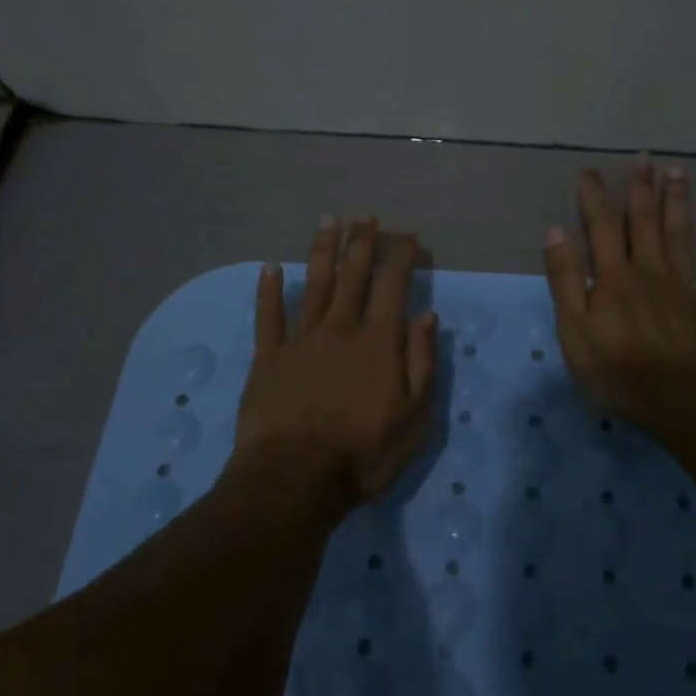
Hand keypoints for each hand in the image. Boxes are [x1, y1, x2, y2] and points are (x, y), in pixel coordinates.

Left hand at [231, 216, 439, 512]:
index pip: (393, 284)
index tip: (408, 235)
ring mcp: (300, 340)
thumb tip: (426, 315)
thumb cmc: (364, 452)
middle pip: (352, 274)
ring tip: (328, 221)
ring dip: (322, 250)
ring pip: (314, 284)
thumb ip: (421, 361)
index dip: (402, 255)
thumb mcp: (415, 415)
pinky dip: (269, 290)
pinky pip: (268, 317)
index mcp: (378, 340)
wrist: (295, 479)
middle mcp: (340, 328)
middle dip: (361, 242)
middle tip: (366, 216)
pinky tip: (270, 268)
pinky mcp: (268, 358)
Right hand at [542, 162, 695, 430]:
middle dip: (641, 188)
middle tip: (643, 157)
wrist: (680, 401)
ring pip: (681, 234)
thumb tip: (555, 230)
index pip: (602, 226)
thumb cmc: (617, 370)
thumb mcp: (573, 330)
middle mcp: (649, 270)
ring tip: (678, 172)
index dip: (594, 196)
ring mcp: (684, 285)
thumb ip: (565, 279)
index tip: (588, 171)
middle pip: (645, 221)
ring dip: (678, 201)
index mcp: (613, 276)